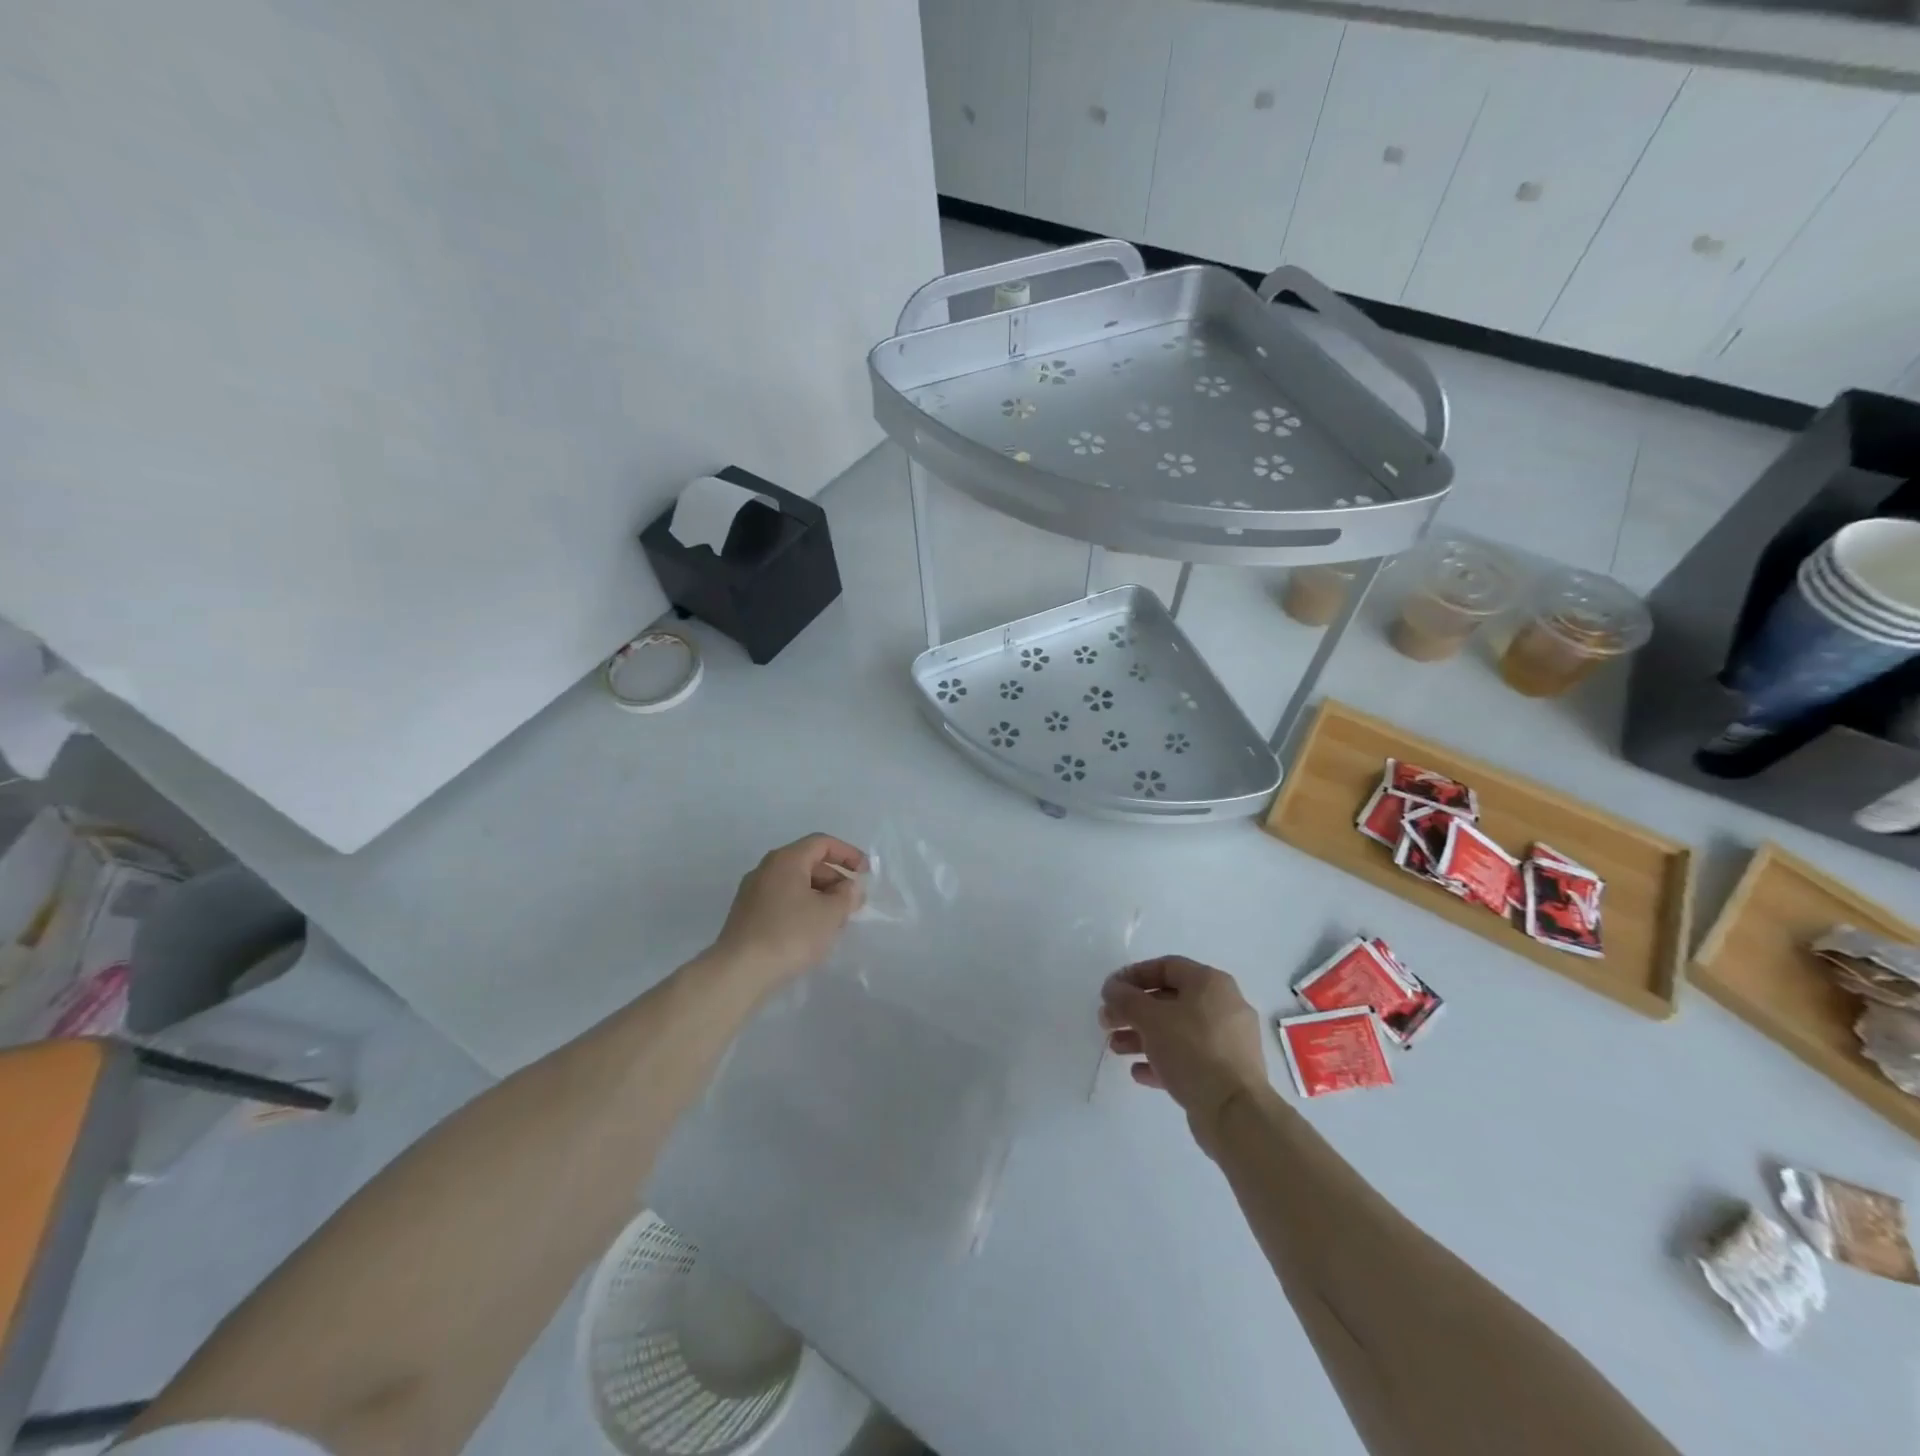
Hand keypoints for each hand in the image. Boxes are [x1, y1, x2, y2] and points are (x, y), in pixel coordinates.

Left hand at [709, 833, 867, 989]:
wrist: (740, 972)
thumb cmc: (790, 934)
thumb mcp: (830, 914)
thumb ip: (847, 896)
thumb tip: (850, 887)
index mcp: (786, 860)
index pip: (822, 843)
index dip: (848, 854)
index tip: (865, 873)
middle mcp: (766, 869)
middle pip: (808, 862)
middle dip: (835, 879)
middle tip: (853, 902)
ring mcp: (753, 892)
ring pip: (795, 884)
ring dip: (820, 896)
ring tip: (836, 921)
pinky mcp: (747, 915)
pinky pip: (782, 901)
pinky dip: (802, 908)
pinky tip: (812, 933)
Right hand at [1101, 956, 1268, 1154]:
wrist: (1235, 1112)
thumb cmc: (1192, 1051)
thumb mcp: (1151, 1018)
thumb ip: (1126, 999)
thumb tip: (1112, 989)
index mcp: (1211, 984)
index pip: (1166, 966)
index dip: (1133, 975)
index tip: (1109, 990)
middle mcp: (1223, 1006)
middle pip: (1169, 1000)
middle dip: (1133, 1010)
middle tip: (1106, 1021)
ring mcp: (1227, 1041)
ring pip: (1177, 1030)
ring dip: (1142, 1036)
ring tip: (1115, 1048)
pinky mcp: (1226, 1073)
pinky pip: (1188, 1058)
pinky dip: (1162, 1060)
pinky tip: (1138, 1072)